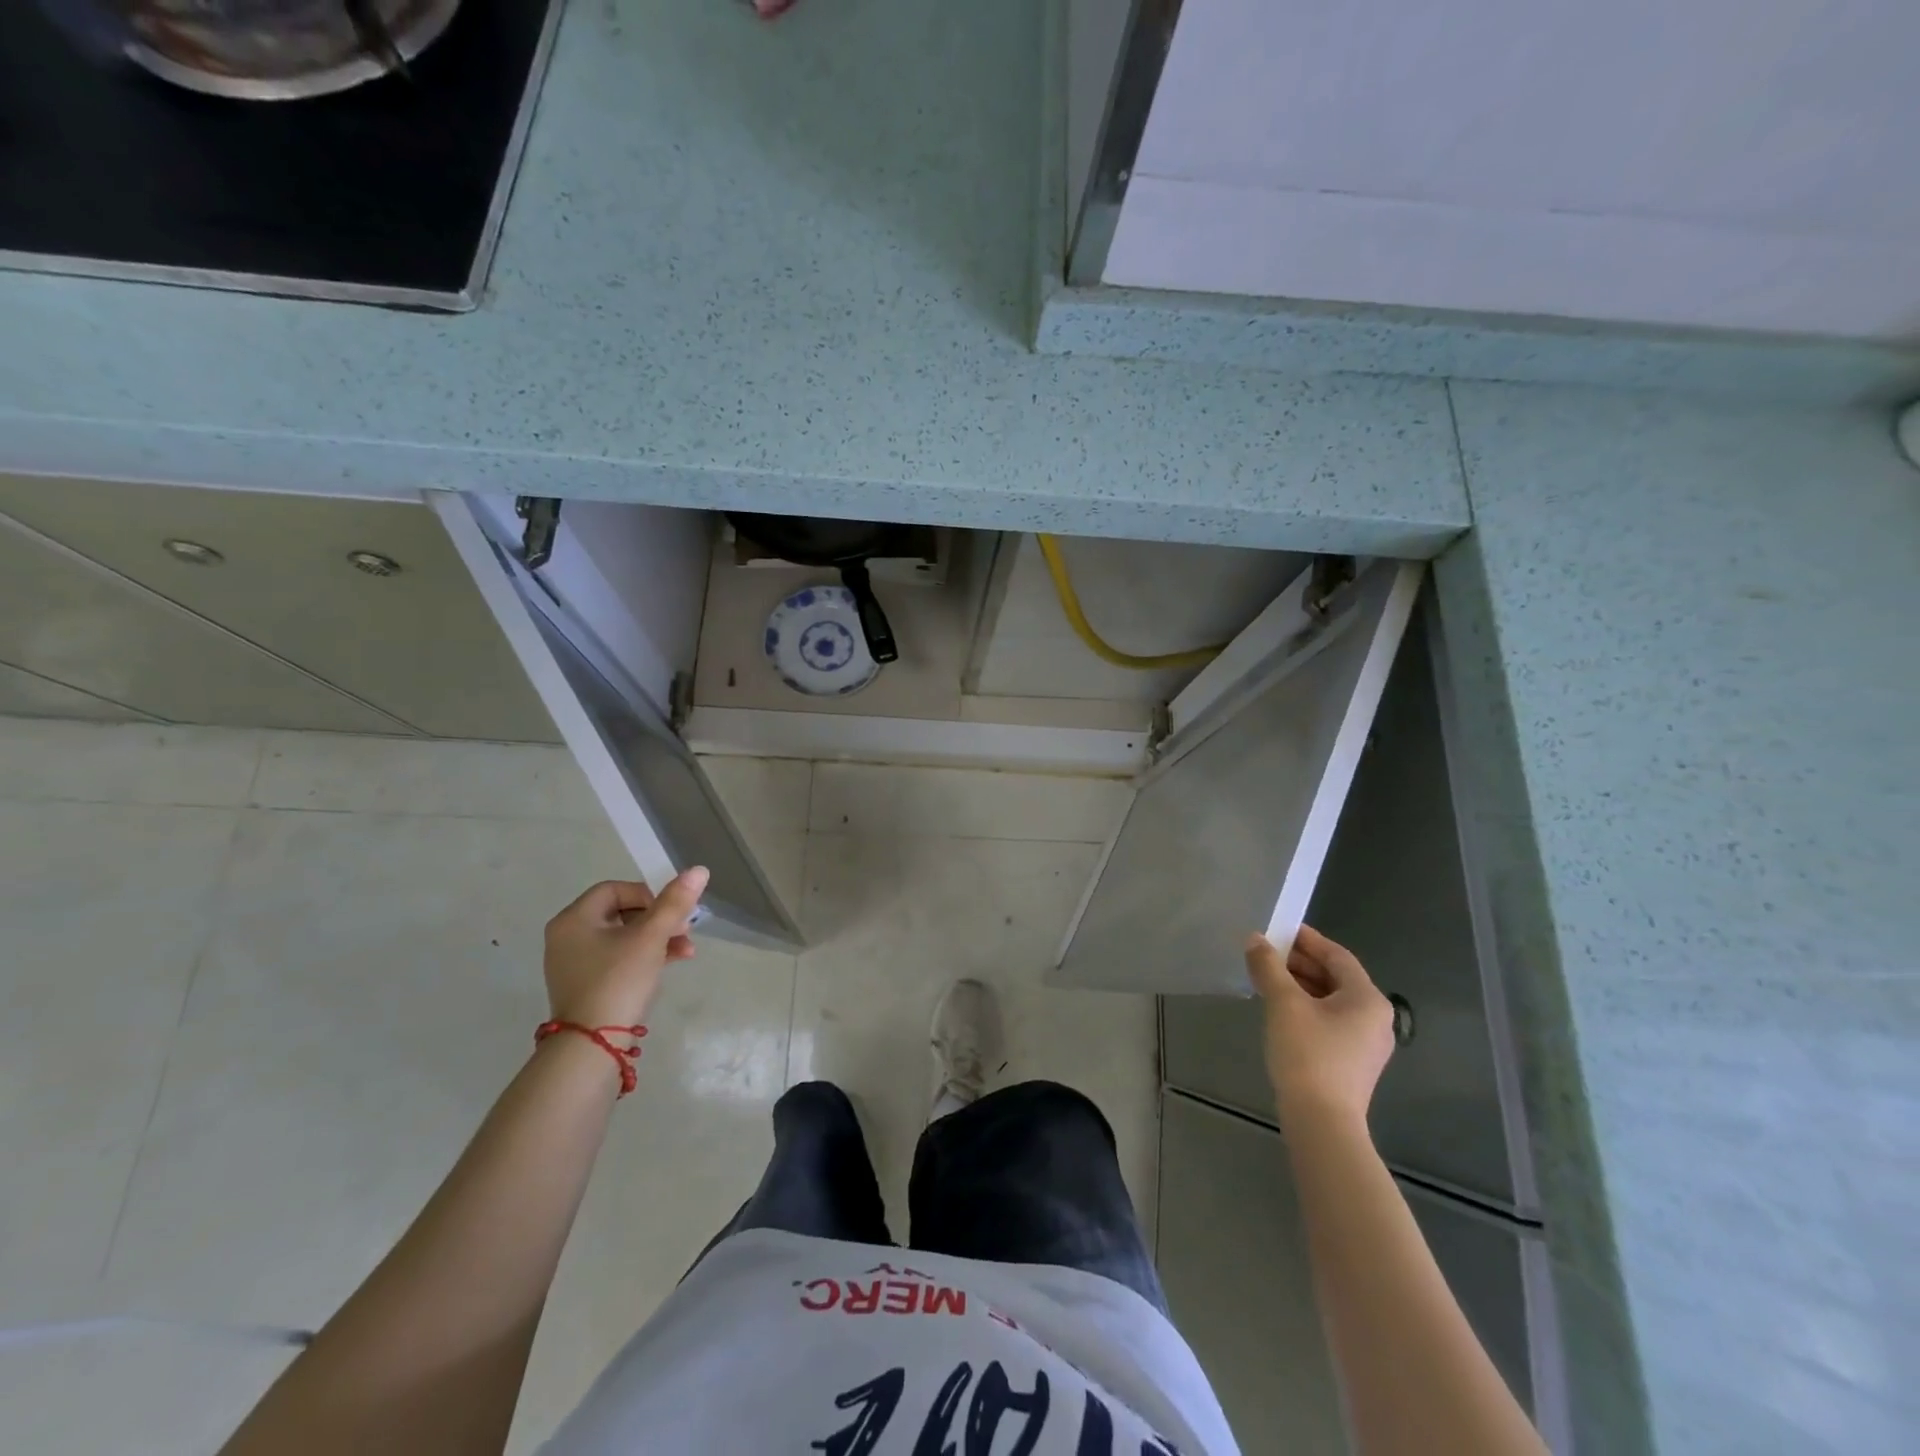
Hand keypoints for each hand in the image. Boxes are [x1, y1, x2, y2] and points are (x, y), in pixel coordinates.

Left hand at [542, 868, 708, 1027]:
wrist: (592, 1046)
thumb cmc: (619, 981)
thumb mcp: (651, 937)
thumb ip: (675, 902)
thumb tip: (699, 870)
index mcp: (574, 919)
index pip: (616, 889)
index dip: (648, 895)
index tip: (670, 913)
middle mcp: (568, 936)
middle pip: (621, 912)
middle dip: (659, 919)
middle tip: (685, 929)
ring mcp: (574, 963)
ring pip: (623, 937)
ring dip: (658, 938)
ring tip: (687, 950)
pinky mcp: (585, 984)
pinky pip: (617, 958)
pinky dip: (643, 956)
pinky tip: (672, 962)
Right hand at [1245, 923, 1395, 1131]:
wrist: (1322, 1122)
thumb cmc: (1308, 1053)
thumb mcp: (1283, 1003)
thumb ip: (1268, 966)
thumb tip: (1255, 940)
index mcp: (1367, 998)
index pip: (1337, 956)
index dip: (1307, 940)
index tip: (1279, 930)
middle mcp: (1375, 1018)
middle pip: (1336, 978)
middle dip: (1300, 963)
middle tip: (1266, 954)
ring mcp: (1367, 1044)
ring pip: (1332, 1001)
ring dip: (1301, 985)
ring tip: (1267, 979)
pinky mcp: (1353, 1063)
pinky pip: (1330, 1022)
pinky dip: (1307, 1008)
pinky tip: (1280, 1011)